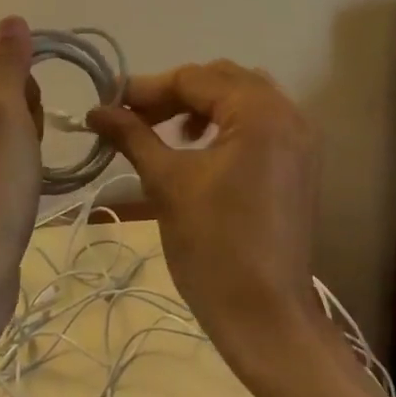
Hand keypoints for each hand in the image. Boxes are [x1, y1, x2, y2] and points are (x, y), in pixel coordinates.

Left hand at [0, 17, 45, 335]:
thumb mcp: (5, 115)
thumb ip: (9, 65)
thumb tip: (12, 19)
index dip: (25, 91)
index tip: (28, 125)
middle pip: (3, 100)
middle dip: (26, 121)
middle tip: (24, 156)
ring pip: (7, 134)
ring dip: (26, 149)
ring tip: (23, 180)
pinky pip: (1, 164)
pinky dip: (17, 174)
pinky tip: (19, 196)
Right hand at [87, 62, 327, 381]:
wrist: (266, 317)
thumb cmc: (213, 246)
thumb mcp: (166, 182)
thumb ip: (132, 135)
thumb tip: (95, 110)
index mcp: (260, 112)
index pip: (194, 79)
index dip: (147, 88)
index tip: (109, 102)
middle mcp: (288, 114)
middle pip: (221, 79)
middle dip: (174, 93)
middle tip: (134, 116)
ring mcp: (300, 139)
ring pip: (242, 97)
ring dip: (201, 105)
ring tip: (167, 132)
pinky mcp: (299, 163)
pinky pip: (259, 122)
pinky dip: (226, 123)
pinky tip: (198, 148)